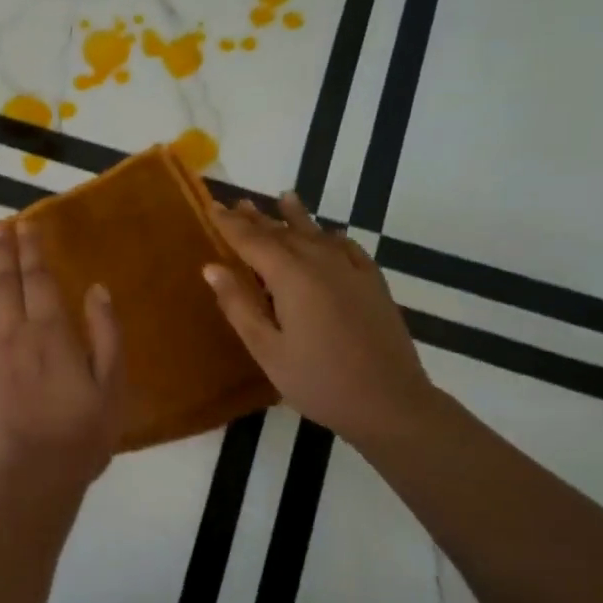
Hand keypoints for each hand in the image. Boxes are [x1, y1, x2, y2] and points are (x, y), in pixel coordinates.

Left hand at [0, 218, 125, 494]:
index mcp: (50, 334)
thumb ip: (106, 334)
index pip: (38, 280)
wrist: (32, 481)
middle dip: (0, 251)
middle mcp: (12, 336)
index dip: (32, 249)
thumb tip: (95, 288)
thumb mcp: (112, 386)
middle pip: (5, 284)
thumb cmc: (81, 436)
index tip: (25, 224)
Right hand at [203, 194, 441, 448]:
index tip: (212, 206)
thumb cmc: (319, 381)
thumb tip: (212, 267)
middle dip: (258, 218)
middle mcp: (321, 263)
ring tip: (283, 198)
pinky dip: (333, 236)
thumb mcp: (267, 350)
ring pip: (317, 234)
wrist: (391, 403)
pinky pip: (349, 248)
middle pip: (283, 232)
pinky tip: (331, 234)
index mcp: (291, 277)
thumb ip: (238, 305)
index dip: (230, 224)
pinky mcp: (373, 284)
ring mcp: (352, 271)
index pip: (252, 240)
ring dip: (295, 218)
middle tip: (237, 203)